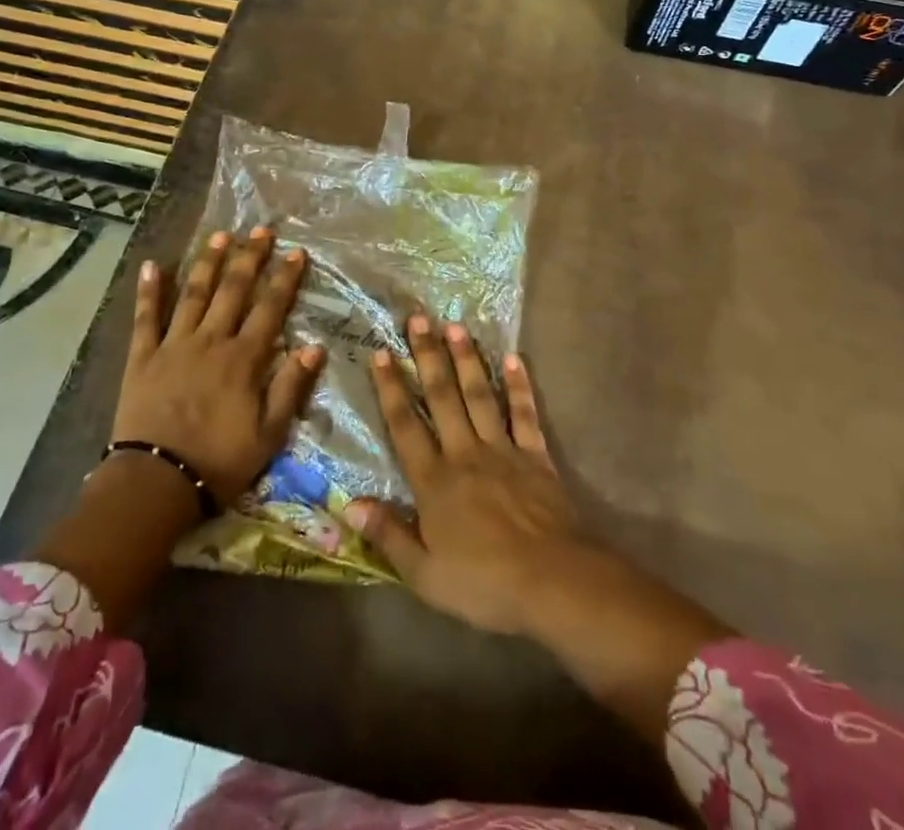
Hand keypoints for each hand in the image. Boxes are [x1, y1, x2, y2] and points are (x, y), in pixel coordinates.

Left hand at [111, 227, 324, 506]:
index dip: (285, 279)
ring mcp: (174, 345)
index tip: (296, 252)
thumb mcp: (269, 434)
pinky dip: (149, 291)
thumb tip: (314, 346)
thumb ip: (290, 386)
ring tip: (219, 236)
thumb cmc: (219, 461)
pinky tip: (153, 265)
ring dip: (207, 263)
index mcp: (243, 359)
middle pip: (233, 291)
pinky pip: (145, 318)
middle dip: (250, 258)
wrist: (156, 483)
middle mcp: (211, 341)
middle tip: (261, 230)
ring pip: (193, 294)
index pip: (270, 309)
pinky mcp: (142, 357)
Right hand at [345, 315, 589, 636]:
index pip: (405, 425)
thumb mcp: (425, 574)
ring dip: (467, 359)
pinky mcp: (536, 456)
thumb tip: (349, 503)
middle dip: (427, 356)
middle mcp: (465, 453)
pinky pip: (524, 414)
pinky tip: (513, 359)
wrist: (554, 583)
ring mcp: (503, 450)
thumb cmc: (485, 584)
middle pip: (442, 397)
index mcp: (435, 481)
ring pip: (480, 395)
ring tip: (456, 326)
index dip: (390, 389)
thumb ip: (388, 535)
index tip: (381, 353)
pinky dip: (519, 386)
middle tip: (418, 319)